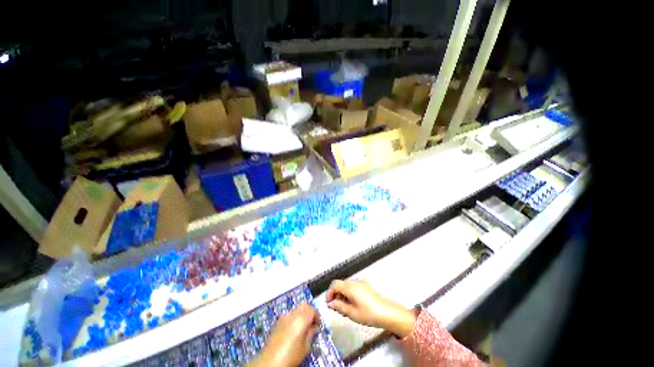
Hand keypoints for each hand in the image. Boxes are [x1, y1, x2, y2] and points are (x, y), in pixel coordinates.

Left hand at [250, 303, 319, 366]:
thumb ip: (311, 334)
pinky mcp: (278, 321)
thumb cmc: (290, 356)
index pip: (312, 310)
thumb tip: (314, 327)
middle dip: (309, 312)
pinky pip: (289, 315)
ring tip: (302, 327)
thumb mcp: (305, 348)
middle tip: (311, 323)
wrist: (270, 362)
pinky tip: (293, 330)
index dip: (317, 316)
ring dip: (301, 314)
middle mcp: (293, 314)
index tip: (318, 325)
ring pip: (296, 309)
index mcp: (301, 319)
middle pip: (304, 305)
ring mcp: (284, 317)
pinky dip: (294, 318)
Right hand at [326, 279, 415, 337]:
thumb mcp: (352, 313)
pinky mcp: (366, 286)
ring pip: (347, 285)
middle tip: (335, 308)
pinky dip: (349, 293)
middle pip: (340, 284)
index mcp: (350, 286)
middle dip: (336, 294)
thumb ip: (339, 307)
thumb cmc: (368, 314)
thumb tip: (330, 303)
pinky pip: (353, 287)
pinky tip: (352, 304)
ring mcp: (361, 283)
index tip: (328, 304)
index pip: (335, 284)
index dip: (329, 293)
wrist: (388, 313)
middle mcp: (355, 281)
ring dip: (342, 294)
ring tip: (344, 308)